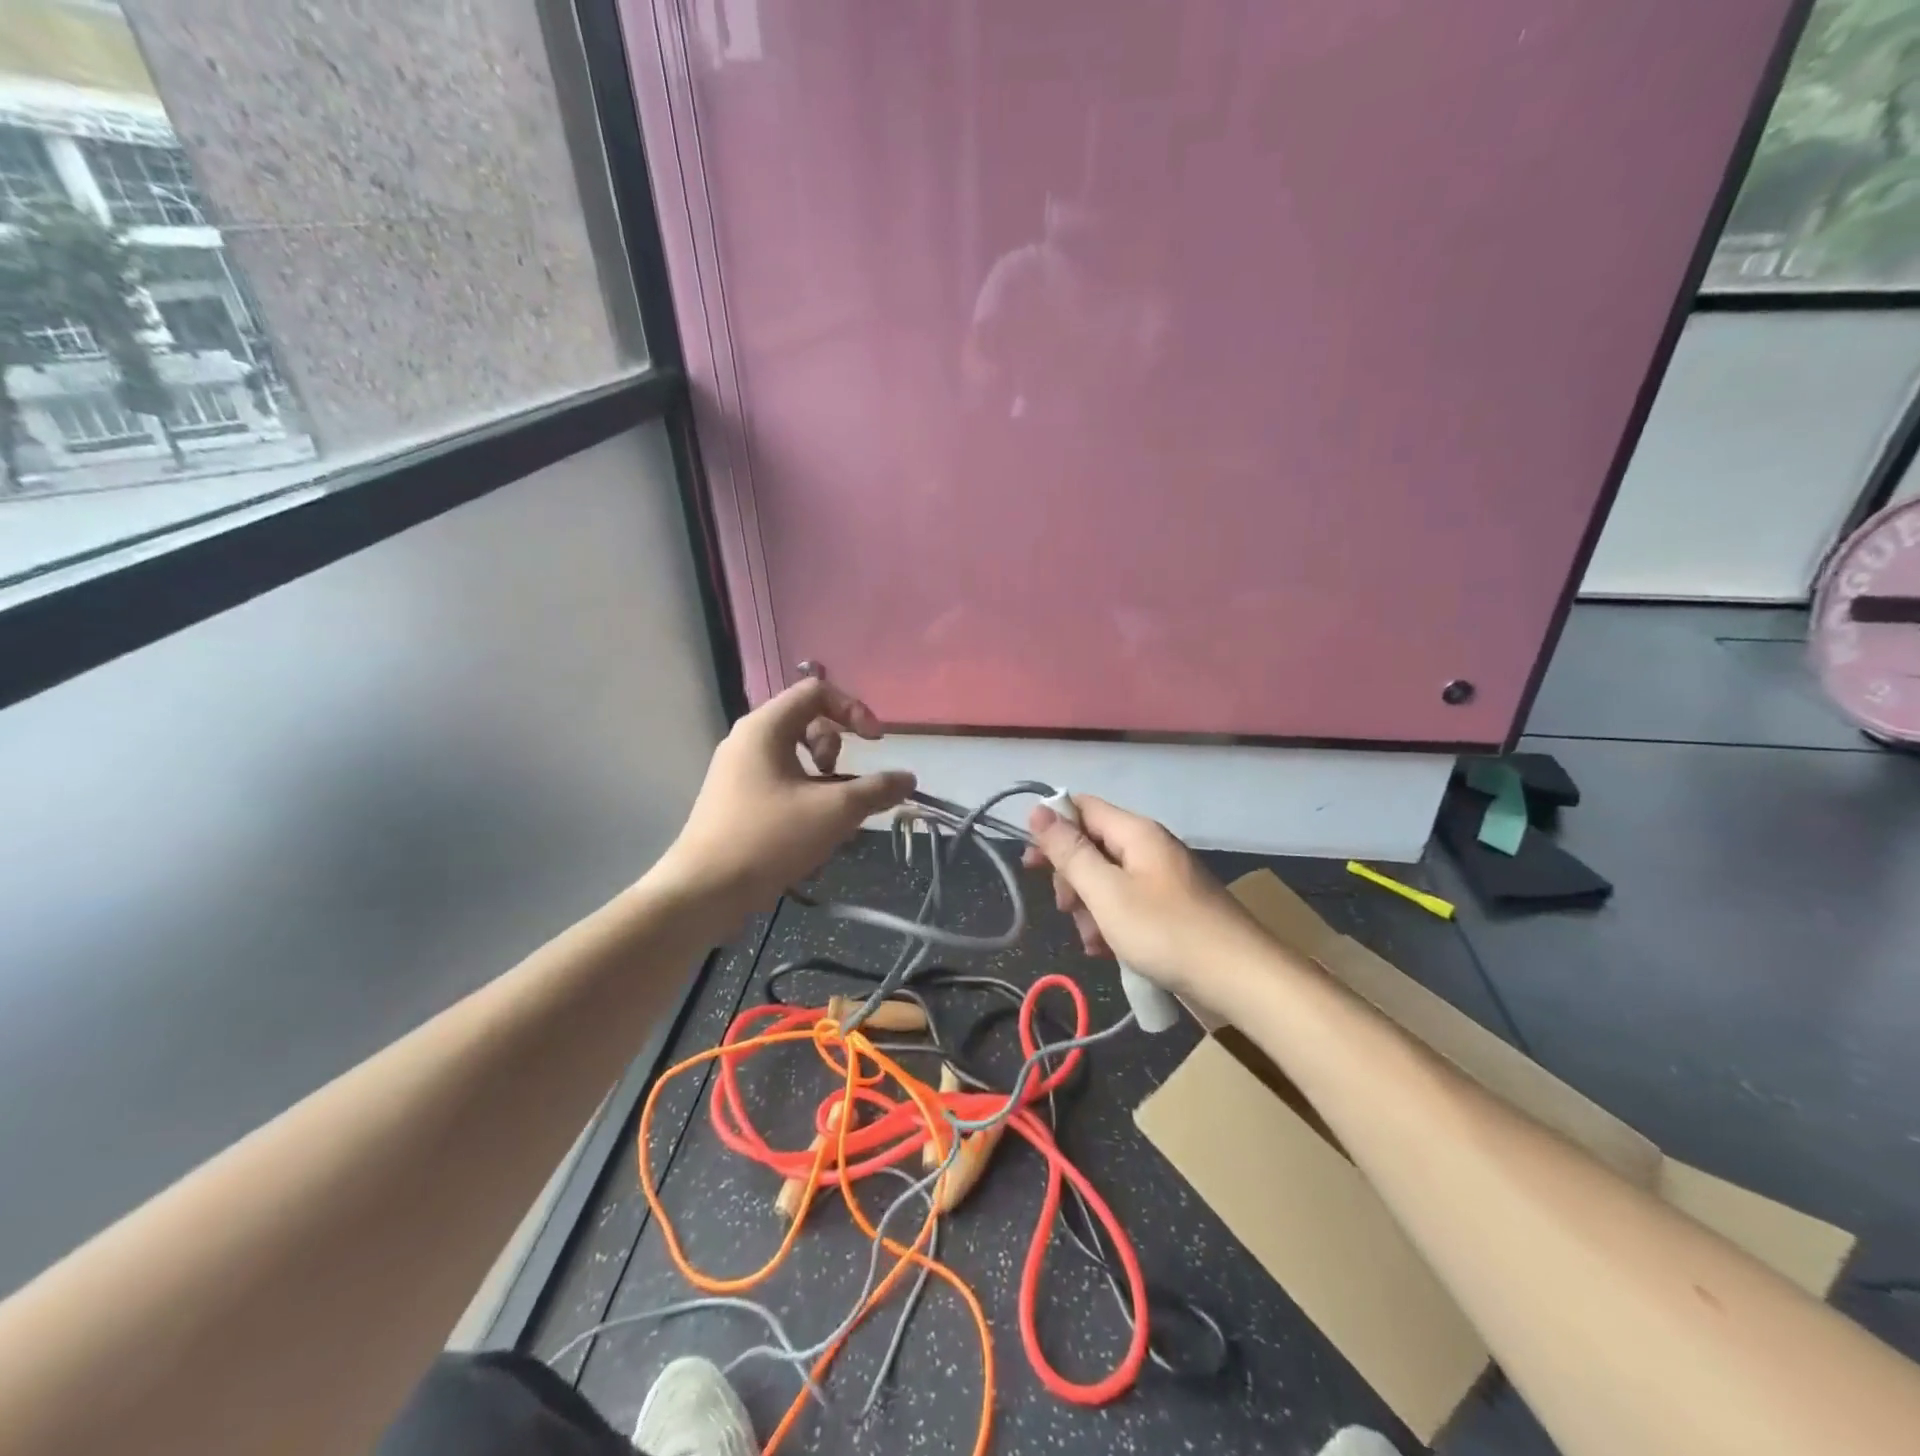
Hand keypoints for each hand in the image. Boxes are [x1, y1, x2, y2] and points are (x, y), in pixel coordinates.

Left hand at [655, 679, 914, 924]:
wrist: (704, 891)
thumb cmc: (769, 838)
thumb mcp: (834, 811)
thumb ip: (876, 790)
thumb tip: (908, 778)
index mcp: (765, 727)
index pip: (816, 691)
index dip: (854, 710)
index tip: (875, 744)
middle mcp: (747, 740)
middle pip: (805, 721)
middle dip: (836, 748)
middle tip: (842, 782)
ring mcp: (737, 771)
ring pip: (794, 756)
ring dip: (824, 778)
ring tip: (831, 813)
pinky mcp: (734, 800)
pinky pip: (780, 782)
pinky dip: (804, 796)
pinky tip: (812, 833)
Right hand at [1023, 795, 1270, 1005]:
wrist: (1241, 978)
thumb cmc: (1166, 932)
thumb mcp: (1106, 892)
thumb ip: (1070, 852)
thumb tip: (1038, 809)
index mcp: (1136, 832)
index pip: (1082, 807)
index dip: (1052, 828)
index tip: (1031, 864)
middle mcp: (1150, 846)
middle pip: (1093, 845)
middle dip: (1072, 877)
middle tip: (1066, 910)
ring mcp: (1164, 878)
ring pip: (1108, 879)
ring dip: (1090, 907)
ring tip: (1093, 943)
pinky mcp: (1173, 906)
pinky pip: (1129, 903)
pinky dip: (1113, 922)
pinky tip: (1110, 952)